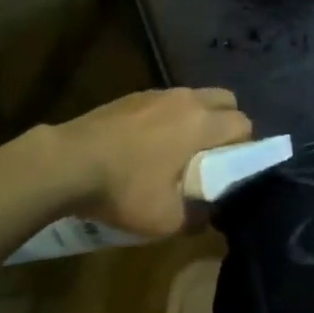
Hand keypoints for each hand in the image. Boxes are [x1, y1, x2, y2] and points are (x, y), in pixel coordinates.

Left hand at [50, 88, 253, 238]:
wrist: (68, 161)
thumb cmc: (124, 188)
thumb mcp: (165, 219)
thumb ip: (197, 216)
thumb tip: (211, 213)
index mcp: (202, 124)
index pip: (243, 124)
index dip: (245, 147)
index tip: (231, 170)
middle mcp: (188, 100)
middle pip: (227, 100)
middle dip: (228, 124)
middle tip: (212, 156)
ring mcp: (160, 93)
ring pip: (198, 97)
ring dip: (201, 118)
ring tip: (181, 149)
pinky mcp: (137, 95)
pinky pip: (170, 101)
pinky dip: (173, 116)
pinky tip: (151, 143)